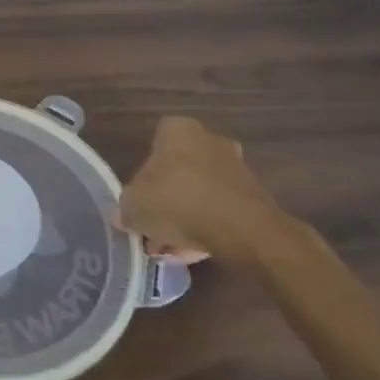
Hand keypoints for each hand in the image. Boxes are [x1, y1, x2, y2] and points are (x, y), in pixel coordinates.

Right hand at [117, 116, 287, 263]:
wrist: (245, 231)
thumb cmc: (179, 202)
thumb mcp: (134, 206)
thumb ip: (125, 207)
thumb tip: (125, 214)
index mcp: (177, 129)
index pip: (152, 145)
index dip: (143, 176)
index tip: (140, 202)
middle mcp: (208, 139)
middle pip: (178, 171)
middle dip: (166, 200)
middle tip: (156, 229)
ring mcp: (234, 167)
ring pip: (200, 192)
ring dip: (187, 216)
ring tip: (175, 248)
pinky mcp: (254, 196)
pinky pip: (221, 209)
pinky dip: (209, 226)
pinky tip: (197, 251)